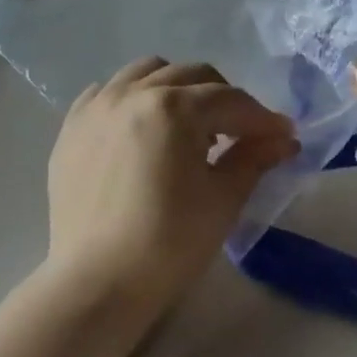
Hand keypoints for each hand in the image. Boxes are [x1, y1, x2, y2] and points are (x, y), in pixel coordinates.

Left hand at [46, 58, 297, 317]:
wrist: (96, 284)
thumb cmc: (168, 244)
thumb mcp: (223, 199)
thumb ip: (254, 158)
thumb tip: (284, 139)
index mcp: (173, 108)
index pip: (230, 101)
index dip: (262, 118)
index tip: (284, 135)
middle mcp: (132, 93)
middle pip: (191, 76)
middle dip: (223, 98)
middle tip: (240, 132)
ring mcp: (97, 107)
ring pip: (147, 72)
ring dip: (177, 88)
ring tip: (188, 126)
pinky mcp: (72, 127)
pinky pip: (107, 91)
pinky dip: (132, 97)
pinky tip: (142, 128)